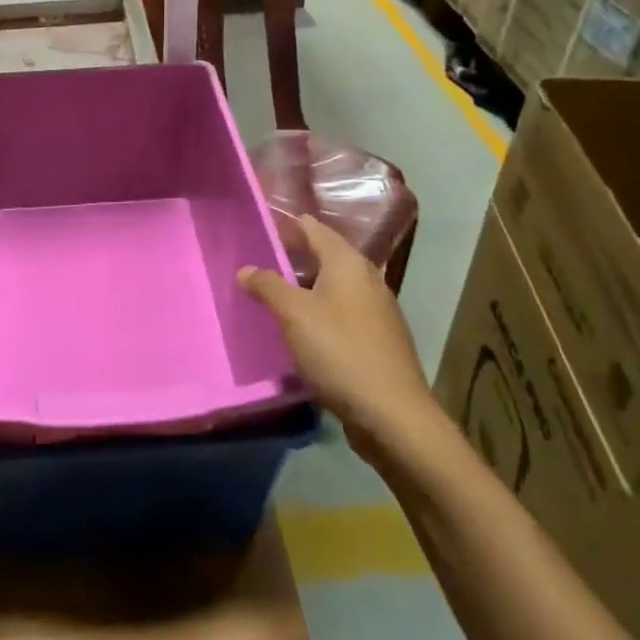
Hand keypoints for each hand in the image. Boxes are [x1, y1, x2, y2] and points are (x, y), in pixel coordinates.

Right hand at [238, 213, 435, 441]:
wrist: (393, 415)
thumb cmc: (340, 352)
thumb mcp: (294, 315)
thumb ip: (268, 286)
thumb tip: (246, 269)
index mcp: (348, 263)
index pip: (313, 228)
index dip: (286, 224)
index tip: (257, 227)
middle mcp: (366, 278)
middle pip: (324, 255)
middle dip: (292, 256)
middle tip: (256, 262)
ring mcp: (376, 310)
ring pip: (333, 286)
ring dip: (304, 287)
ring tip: (272, 294)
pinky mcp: (378, 339)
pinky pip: (341, 312)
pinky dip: (319, 311)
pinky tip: (300, 329)